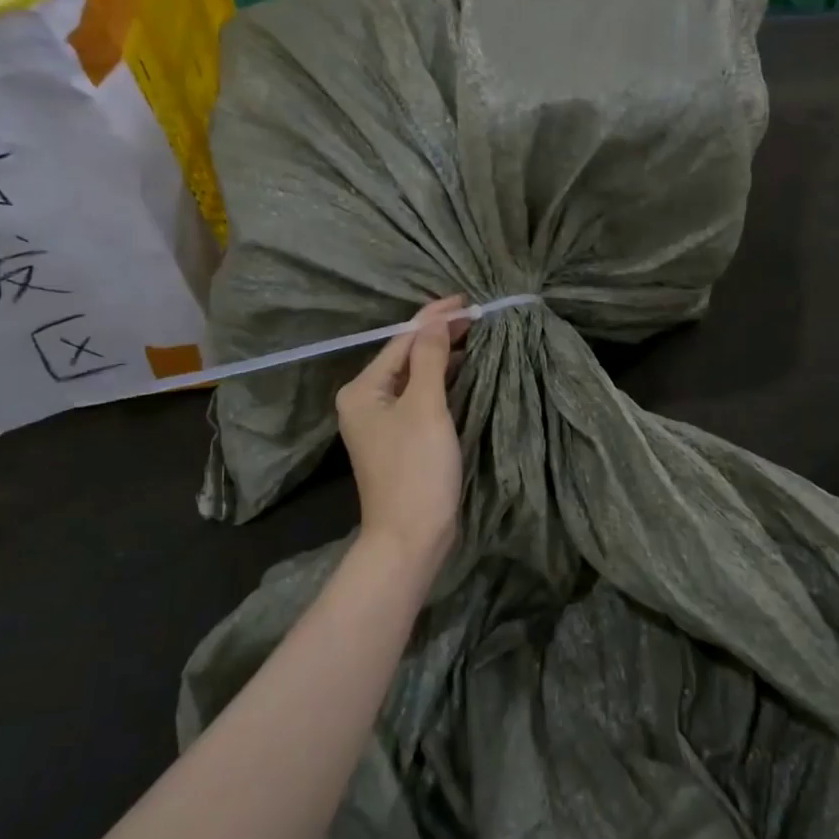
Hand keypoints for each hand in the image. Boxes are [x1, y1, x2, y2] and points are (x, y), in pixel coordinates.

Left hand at [335, 296, 467, 566]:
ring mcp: (382, 423)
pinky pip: (421, 399)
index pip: (402, 341)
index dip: (434, 320)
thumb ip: (430, 360)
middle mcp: (365, 401)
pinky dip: (442, 382)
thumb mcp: (425, 408)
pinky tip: (463, 373)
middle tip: (476, 316)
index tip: (467, 301)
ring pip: (415, 378)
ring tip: (474, 337)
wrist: (410, 537)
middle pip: (406, 357)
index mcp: (362, 390)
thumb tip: (436, 322)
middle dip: (439, 336)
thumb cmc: (416, 469)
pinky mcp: (400, 440)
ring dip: (442, 358)